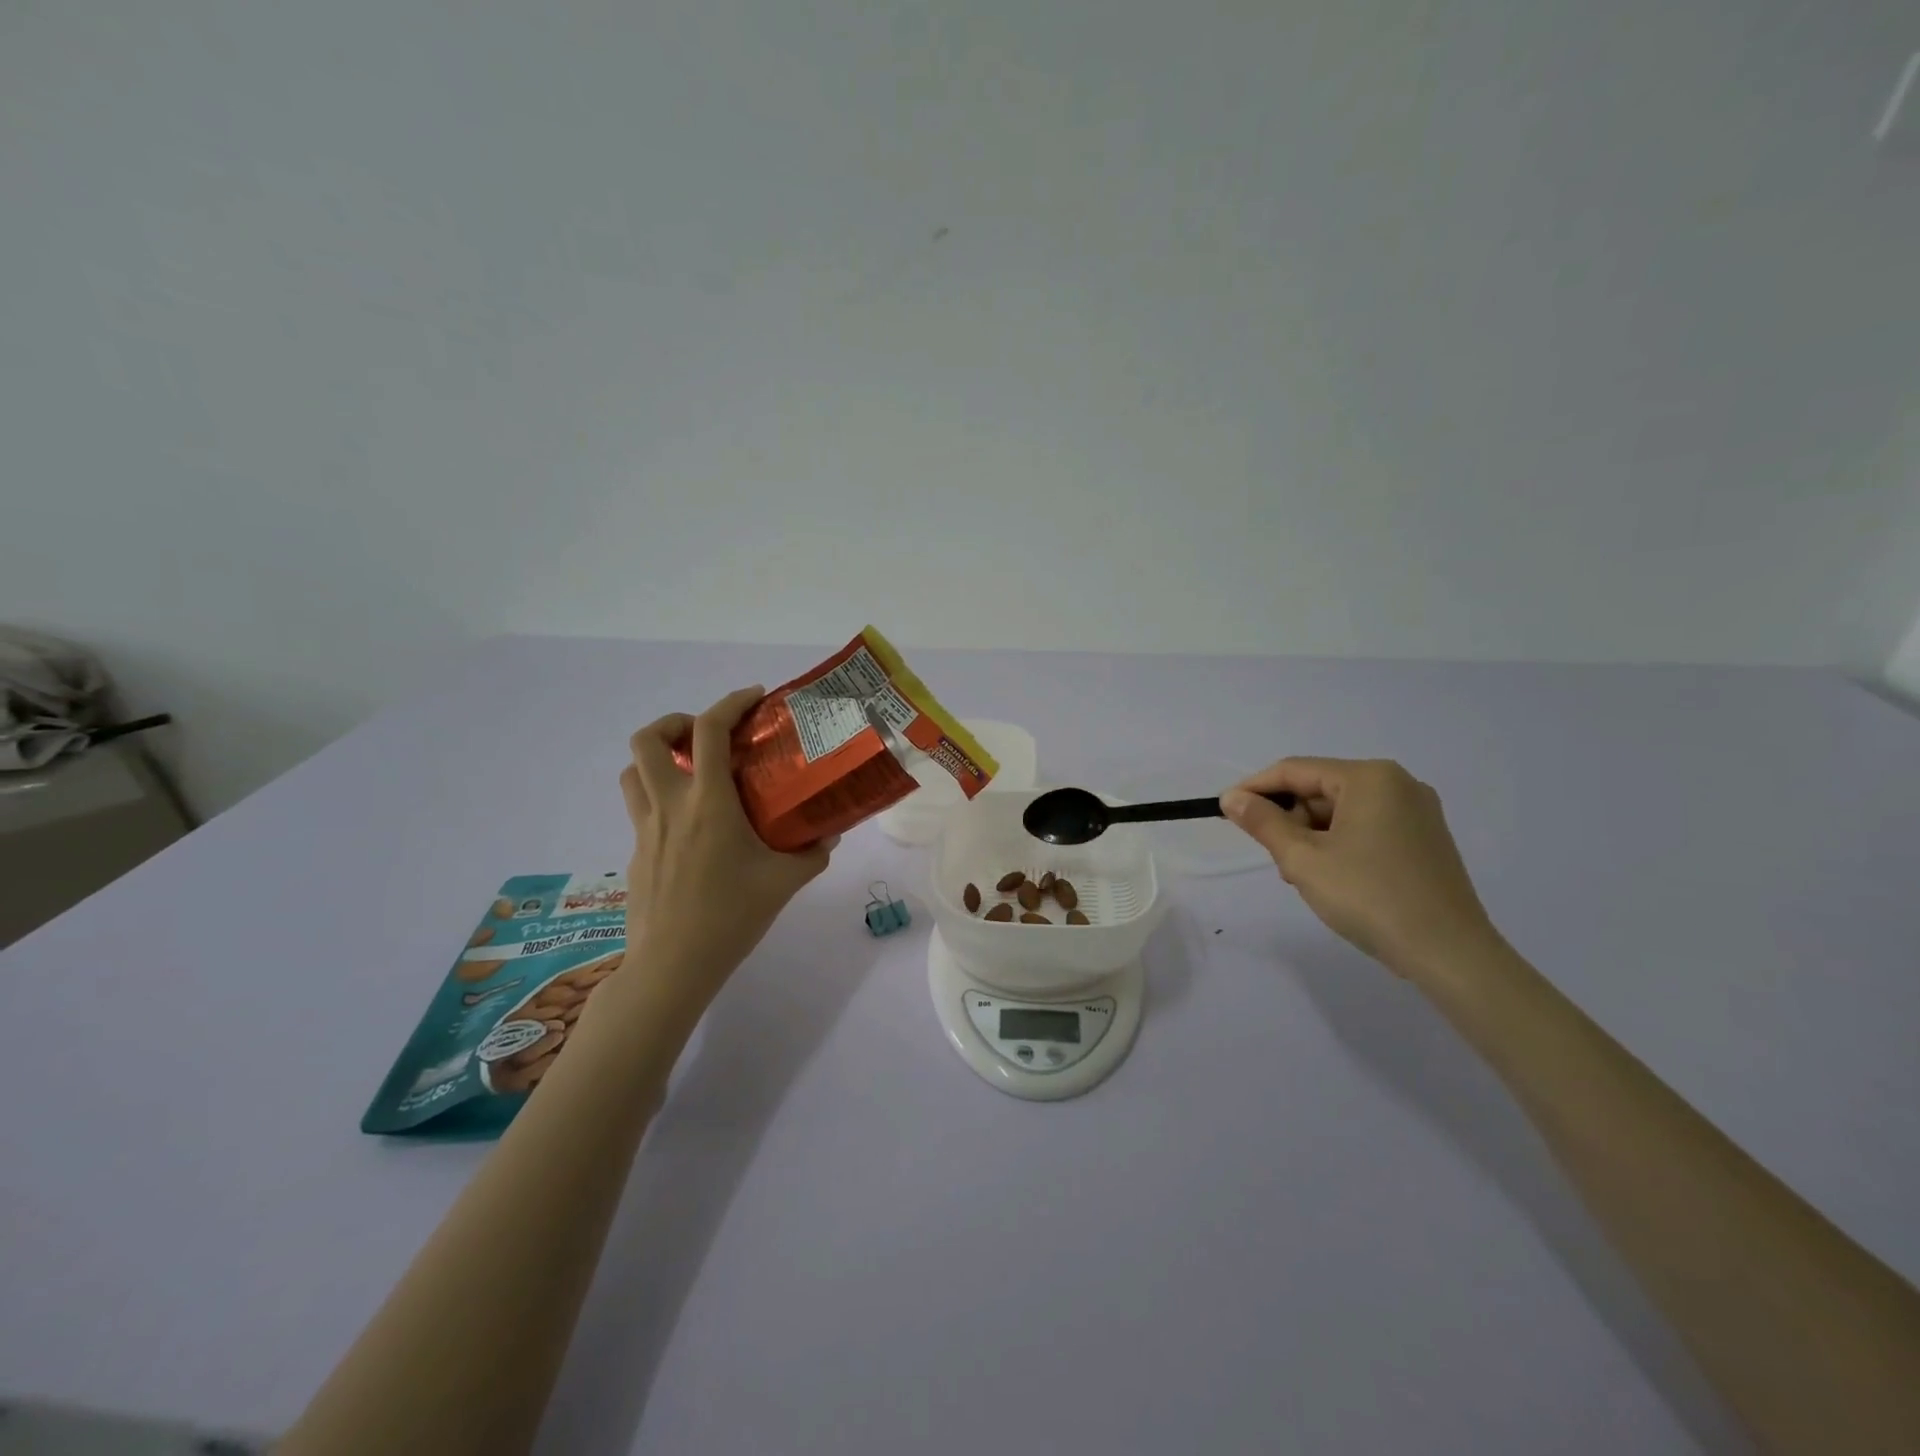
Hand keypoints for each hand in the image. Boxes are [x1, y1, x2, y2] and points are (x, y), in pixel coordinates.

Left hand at [618, 686, 834, 1001]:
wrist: (672, 965)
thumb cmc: (731, 916)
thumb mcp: (784, 881)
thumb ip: (811, 853)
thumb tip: (829, 835)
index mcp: (708, 802)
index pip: (709, 731)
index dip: (731, 703)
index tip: (754, 698)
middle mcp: (670, 805)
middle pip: (648, 739)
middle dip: (675, 723)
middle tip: (707, 737)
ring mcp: (646, 829)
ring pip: (633, 771)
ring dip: (658, 758)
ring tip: (691, 771)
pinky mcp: (636, 853)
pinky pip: (640, 808)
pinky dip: (661, 798)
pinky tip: (692, 828)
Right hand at [1221, 758, 1498, 982]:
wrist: (1449, 953)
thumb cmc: (1369, 897)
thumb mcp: (1303, 859)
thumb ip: (1263, 822)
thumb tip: (1232, 798)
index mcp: (1370, 777)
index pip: (1295, 770)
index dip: (1254, 788)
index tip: (1224, 811)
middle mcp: (1398, 783)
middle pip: (1320, 789)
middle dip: (1289, 819)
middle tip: (1274, 858)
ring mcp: (1417, 812)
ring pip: (1342, 811)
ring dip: (1312, 836)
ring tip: (1304, 876)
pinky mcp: (1425, 839)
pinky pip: (1367, 827)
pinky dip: (1340, 844)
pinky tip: (1334, 878)